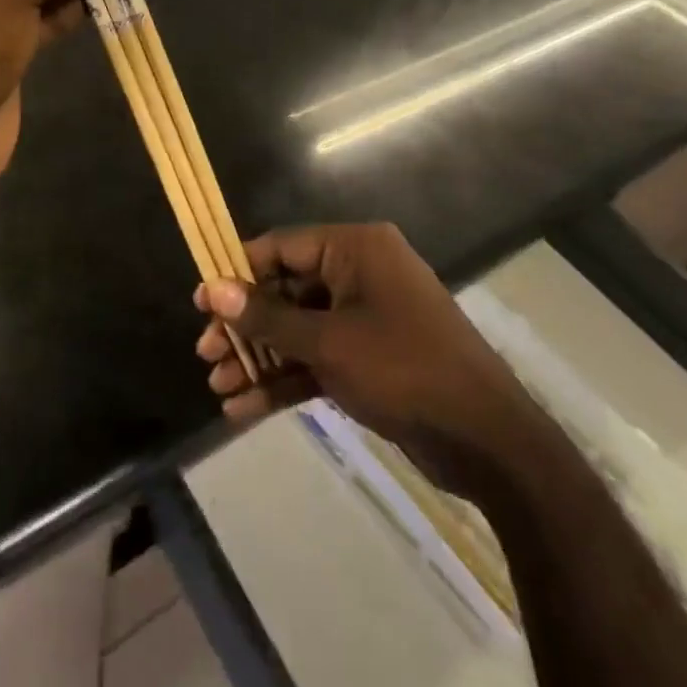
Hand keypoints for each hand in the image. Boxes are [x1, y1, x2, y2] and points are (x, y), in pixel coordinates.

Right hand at [195, 224, 534, 493]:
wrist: (487, 440)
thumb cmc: (404, 370)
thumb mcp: (329, 342)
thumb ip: (269, 316)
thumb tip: (214, 289)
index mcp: (355, 248)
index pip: (282, 247)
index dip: (238, 272)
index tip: (200, 302)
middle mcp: (359, 273)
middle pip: (287, 289)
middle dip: (246, 325)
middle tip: (205, 355)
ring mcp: (366, 316)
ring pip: (299, 328)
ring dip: (261, 357)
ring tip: (217, 386)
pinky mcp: (371, 357)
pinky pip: (319, 358)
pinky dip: (286, 379)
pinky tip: (244, 409)